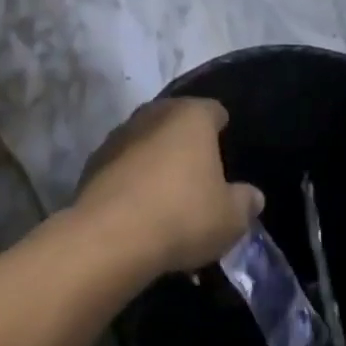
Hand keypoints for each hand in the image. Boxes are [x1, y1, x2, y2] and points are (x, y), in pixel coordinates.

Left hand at [72, 99, 263, 274]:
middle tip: (198, 170)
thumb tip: (252, 195)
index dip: (221, 126)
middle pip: (176, 119)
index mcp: (191, 116)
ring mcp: (119, 135)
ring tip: (166, 191)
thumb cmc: (182, 215)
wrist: (111, 236)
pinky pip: (123, 163)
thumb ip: (245, 202)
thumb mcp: (230, 218)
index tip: (225, 147)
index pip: (213, 110)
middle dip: (185, 140)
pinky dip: (131, 177)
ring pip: (146, 139)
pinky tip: (138, 205)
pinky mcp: (94, 160)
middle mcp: (153, 114)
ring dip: (155, 157)